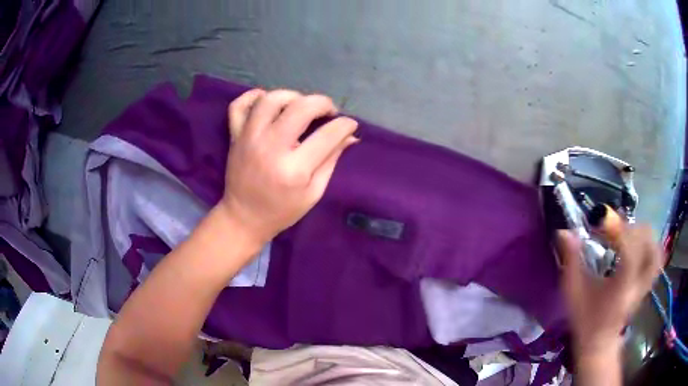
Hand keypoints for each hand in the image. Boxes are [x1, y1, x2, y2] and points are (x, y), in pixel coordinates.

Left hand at [218, 89, 358, 247]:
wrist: (244, 218)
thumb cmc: (282, 210)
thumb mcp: (314, 192)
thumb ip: (331, 160)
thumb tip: (350, 135)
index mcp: (294, 169)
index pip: (327, 135)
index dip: (345, 125)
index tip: (350, 124)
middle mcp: (270, 148)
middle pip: (300, 107)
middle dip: (322, 103)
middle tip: (328, 111)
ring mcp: (249, 139)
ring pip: (271, 99)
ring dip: (292, 96)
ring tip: (300, 106)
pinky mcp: (235, 136)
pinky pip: (239, 105)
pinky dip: (253, 96)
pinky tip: (267, 102)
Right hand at [557, 225, 662, 355]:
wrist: (599, 343)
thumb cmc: (585, 320)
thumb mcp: (573, 292)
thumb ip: (571, 260)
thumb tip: (564, 231)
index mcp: (622, 285)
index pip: (629, 246)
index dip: (616, 226)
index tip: (598, 220)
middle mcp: (639, 280)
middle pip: (646, 240)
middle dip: (628, 227)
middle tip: (611, 230)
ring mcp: (646, 281)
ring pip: (655, 246)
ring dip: (641, 233)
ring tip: (626, 235)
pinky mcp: (648, 281)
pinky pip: (657, 257)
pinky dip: (650, 244)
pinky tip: (638, 244)